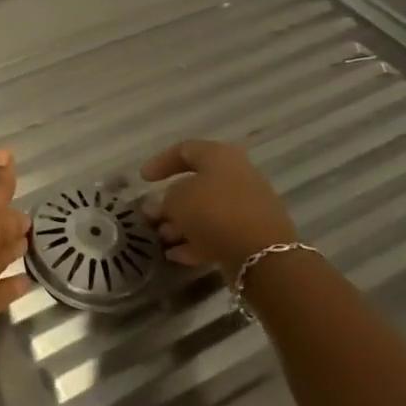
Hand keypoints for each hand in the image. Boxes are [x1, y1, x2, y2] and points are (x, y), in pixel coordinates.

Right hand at [140, 139, 297, 278]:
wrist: (262, 254)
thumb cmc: (213, 212)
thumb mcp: (175, 201)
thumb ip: (163, 201)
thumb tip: (161, 207)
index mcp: (219, 156)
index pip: (184, 150)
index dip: (160, 162)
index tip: (143, 180)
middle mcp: (236, 175)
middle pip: (197, 184)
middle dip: (170, 201)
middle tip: (151, 215)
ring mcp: (247, 206)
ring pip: (207, 211)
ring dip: (182, 223)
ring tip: (161, 238)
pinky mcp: (252, 234)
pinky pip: (219, 232)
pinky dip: (197, 241)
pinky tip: (176, 255)